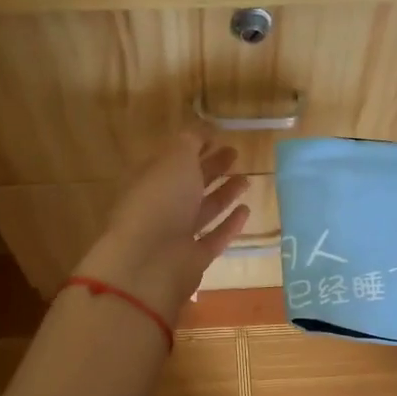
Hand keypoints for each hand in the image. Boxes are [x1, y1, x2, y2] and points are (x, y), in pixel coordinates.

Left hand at [74, 132, 250, 324]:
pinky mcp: (194, 258)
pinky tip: (246, 210)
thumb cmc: (159, 201)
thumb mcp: (175, 160)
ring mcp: (177, 234)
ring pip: (203, 209)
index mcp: (149, 179)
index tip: (217, 136)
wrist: (150, 263)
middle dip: (211, 167)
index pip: (172, 159)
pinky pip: (215, 237)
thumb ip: (189, 143)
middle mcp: (161, 206)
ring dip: (224, 194)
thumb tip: (201, 132)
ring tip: (247, 178)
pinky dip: (229, 224)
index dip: (193, 146)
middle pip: (189, 183)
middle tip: (235, 154)